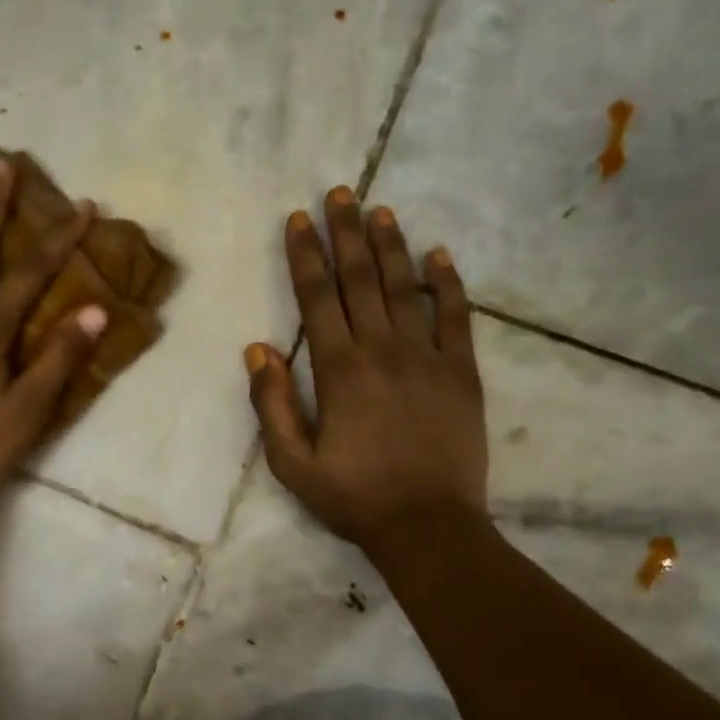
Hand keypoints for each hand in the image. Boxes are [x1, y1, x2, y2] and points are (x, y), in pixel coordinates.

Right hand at [245, 186, 487, 550]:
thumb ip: (271, 404)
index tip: (299, 219)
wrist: (427, 526)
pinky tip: (439, 254)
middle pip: (360, 279)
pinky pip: (456, 317)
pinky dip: (448, 283)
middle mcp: (381, 350)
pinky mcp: (461, 372)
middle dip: (346, 233)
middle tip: (340, 192)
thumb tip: (257, 348)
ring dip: (390, 246)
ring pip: (405, 288)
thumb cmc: (353, 497)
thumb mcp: (291, 463)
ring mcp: (427, 357)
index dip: (305, 255)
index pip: (316, 297)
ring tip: (380, 210)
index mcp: (338, 369)